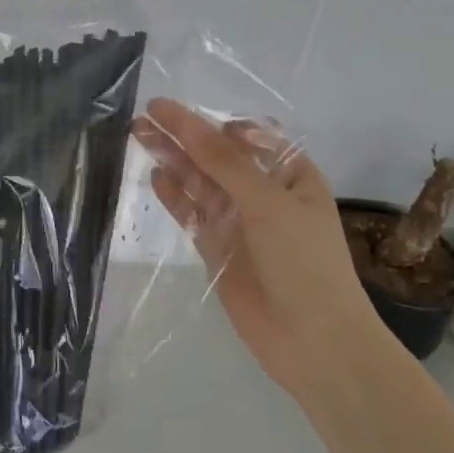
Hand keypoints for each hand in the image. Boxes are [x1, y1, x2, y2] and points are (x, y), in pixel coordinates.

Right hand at [131, 98, 376, 392]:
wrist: (313, 341)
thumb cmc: (303, 261)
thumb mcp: (267, 201)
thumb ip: (223, 161)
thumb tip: (186, 120)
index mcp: (291, 175)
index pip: (250, 136)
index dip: (216, 121)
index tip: (184, 111)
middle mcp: (264, 193)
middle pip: (217, 155)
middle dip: (184, 134)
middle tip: (146, 115)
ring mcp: (239, 221)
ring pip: (200, 181)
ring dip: (173, 158)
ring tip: (140, 134)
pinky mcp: (217, 248)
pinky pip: (192, 213)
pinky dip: (174, 195)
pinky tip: (155, 176)